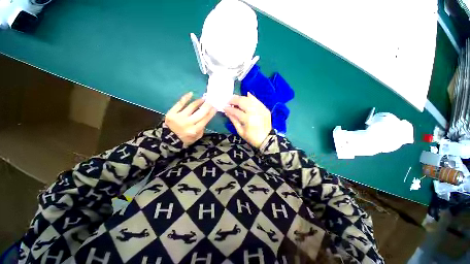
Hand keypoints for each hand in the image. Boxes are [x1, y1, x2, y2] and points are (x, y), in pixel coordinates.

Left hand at [165, 92, 216, 146]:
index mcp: (195, 130)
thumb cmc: (185, 139)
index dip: (211, 112)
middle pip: (201, 112)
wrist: (168, 140)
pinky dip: (186, 98)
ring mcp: (179, 117)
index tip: (215, 107)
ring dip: (199, 101)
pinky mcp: (171, 113)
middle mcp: (188, 123)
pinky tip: (191, 94)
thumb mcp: (196, 137)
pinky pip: (180, 103)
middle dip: (207, 105)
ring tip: (203, 99)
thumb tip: (206, 117)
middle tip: (211, 101)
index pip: (206, 119)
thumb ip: (202, 128)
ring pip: (191, 106)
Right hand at [224, 92, 271, 147]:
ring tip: (235, 99)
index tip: (224, 107)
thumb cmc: (252, 138)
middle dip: (234, 100)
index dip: (229, 109)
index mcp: (248, 120)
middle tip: (229, 101)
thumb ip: (234, 120)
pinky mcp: (265, 109)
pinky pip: (257, 100)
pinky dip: (251, 97)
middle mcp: (255, 112)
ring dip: (241, 98)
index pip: (236, 111)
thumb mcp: (240, 131)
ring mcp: (261, 109)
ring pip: (249, 99)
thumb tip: (227, 112)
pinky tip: (246, 95)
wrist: (267, 139)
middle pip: (242, 101)